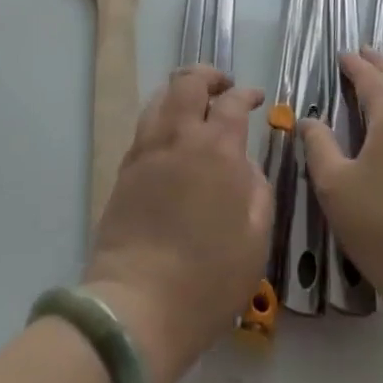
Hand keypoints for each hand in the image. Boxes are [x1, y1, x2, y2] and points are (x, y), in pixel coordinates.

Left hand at [83, 66, 271, 382]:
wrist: (137, 306)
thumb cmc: (207, 279)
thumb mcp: (256, 240)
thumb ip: (258, 191)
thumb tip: (247, 166)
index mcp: (218, 149)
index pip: (233, 102)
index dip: (247, 94)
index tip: (256, 98)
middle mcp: (179, 137)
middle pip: (189, 82)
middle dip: (209, 75)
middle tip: (223, 88)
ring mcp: (147, 150)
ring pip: (161, 96)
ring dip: (181, 92)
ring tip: (195, 107)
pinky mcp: (125, 169)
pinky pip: (145, 125)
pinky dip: (162, 117)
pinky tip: (172, 139)